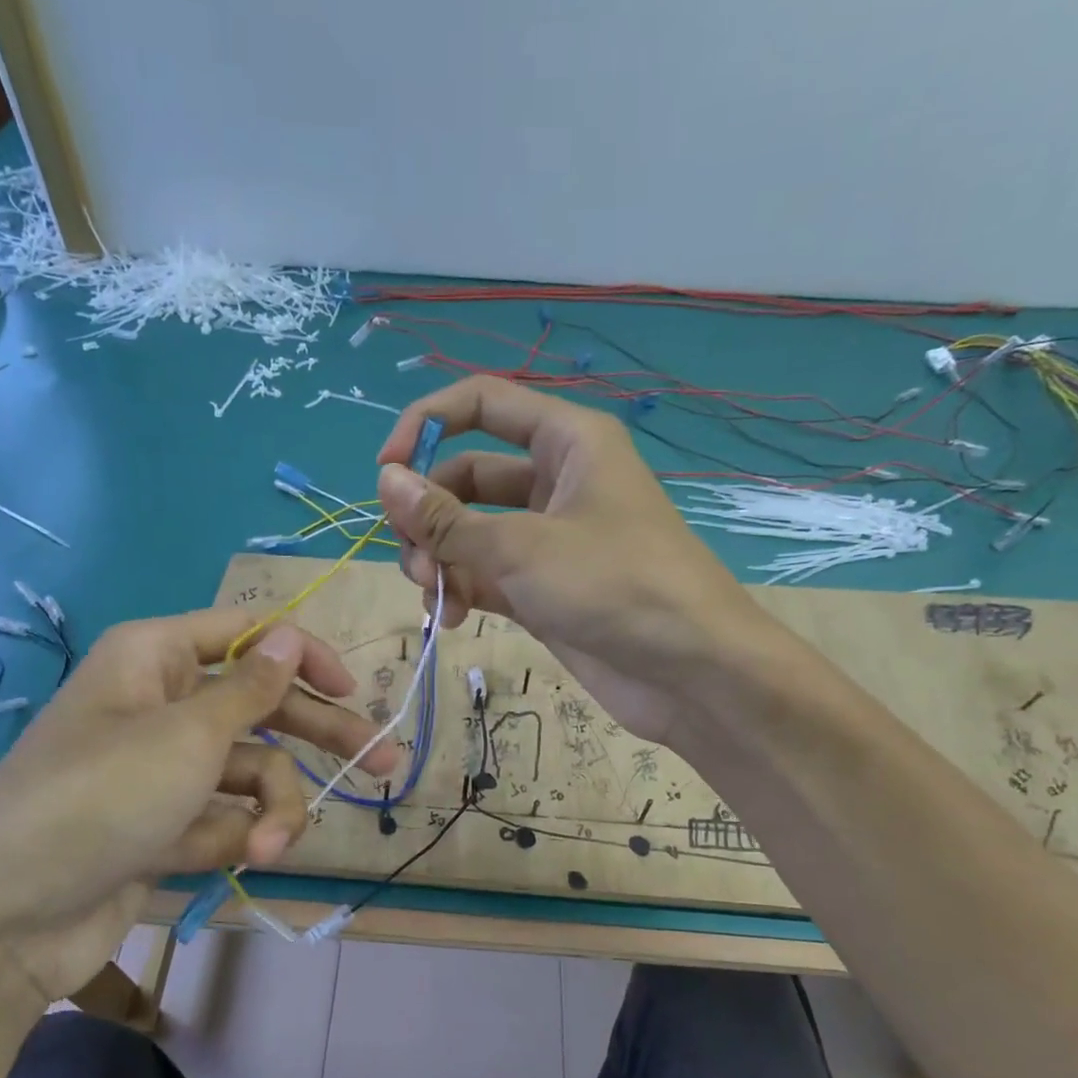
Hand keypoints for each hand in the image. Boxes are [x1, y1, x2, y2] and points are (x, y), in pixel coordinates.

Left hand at [0, 610, 393, 1003]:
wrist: (5, 920)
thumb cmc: (101, 797)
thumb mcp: (189, 734)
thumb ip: (252, 689)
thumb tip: (290, 638)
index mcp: (157, 658)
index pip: (248, 634)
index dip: (303, 655)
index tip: (352, 689)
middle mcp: (162, 704)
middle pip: (263, 707)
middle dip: (321, 739)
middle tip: (388, 763)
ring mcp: (163, 769)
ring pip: (251, 771)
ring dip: (274, 808)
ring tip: (272, 847)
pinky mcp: (165, 825)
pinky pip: (226, 816)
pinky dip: (239, 836)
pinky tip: (243, 859)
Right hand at [376, 375, 757, 742]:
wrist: (692, 673)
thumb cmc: (617, 586)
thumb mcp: (524, 546)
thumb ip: (447, 518)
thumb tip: (384, 481)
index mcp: (567, 440)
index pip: (481, 404)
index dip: (426, 424)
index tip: (385, 471)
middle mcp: (556, 481)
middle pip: (466, 475)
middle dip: (429, 513)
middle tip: (412, 556)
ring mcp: (549, 538)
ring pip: (470, 530)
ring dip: (440, 558)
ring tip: (435, 595)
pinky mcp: (543, 588)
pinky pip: (485, 574)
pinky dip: (462, 590)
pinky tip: (452, 618)